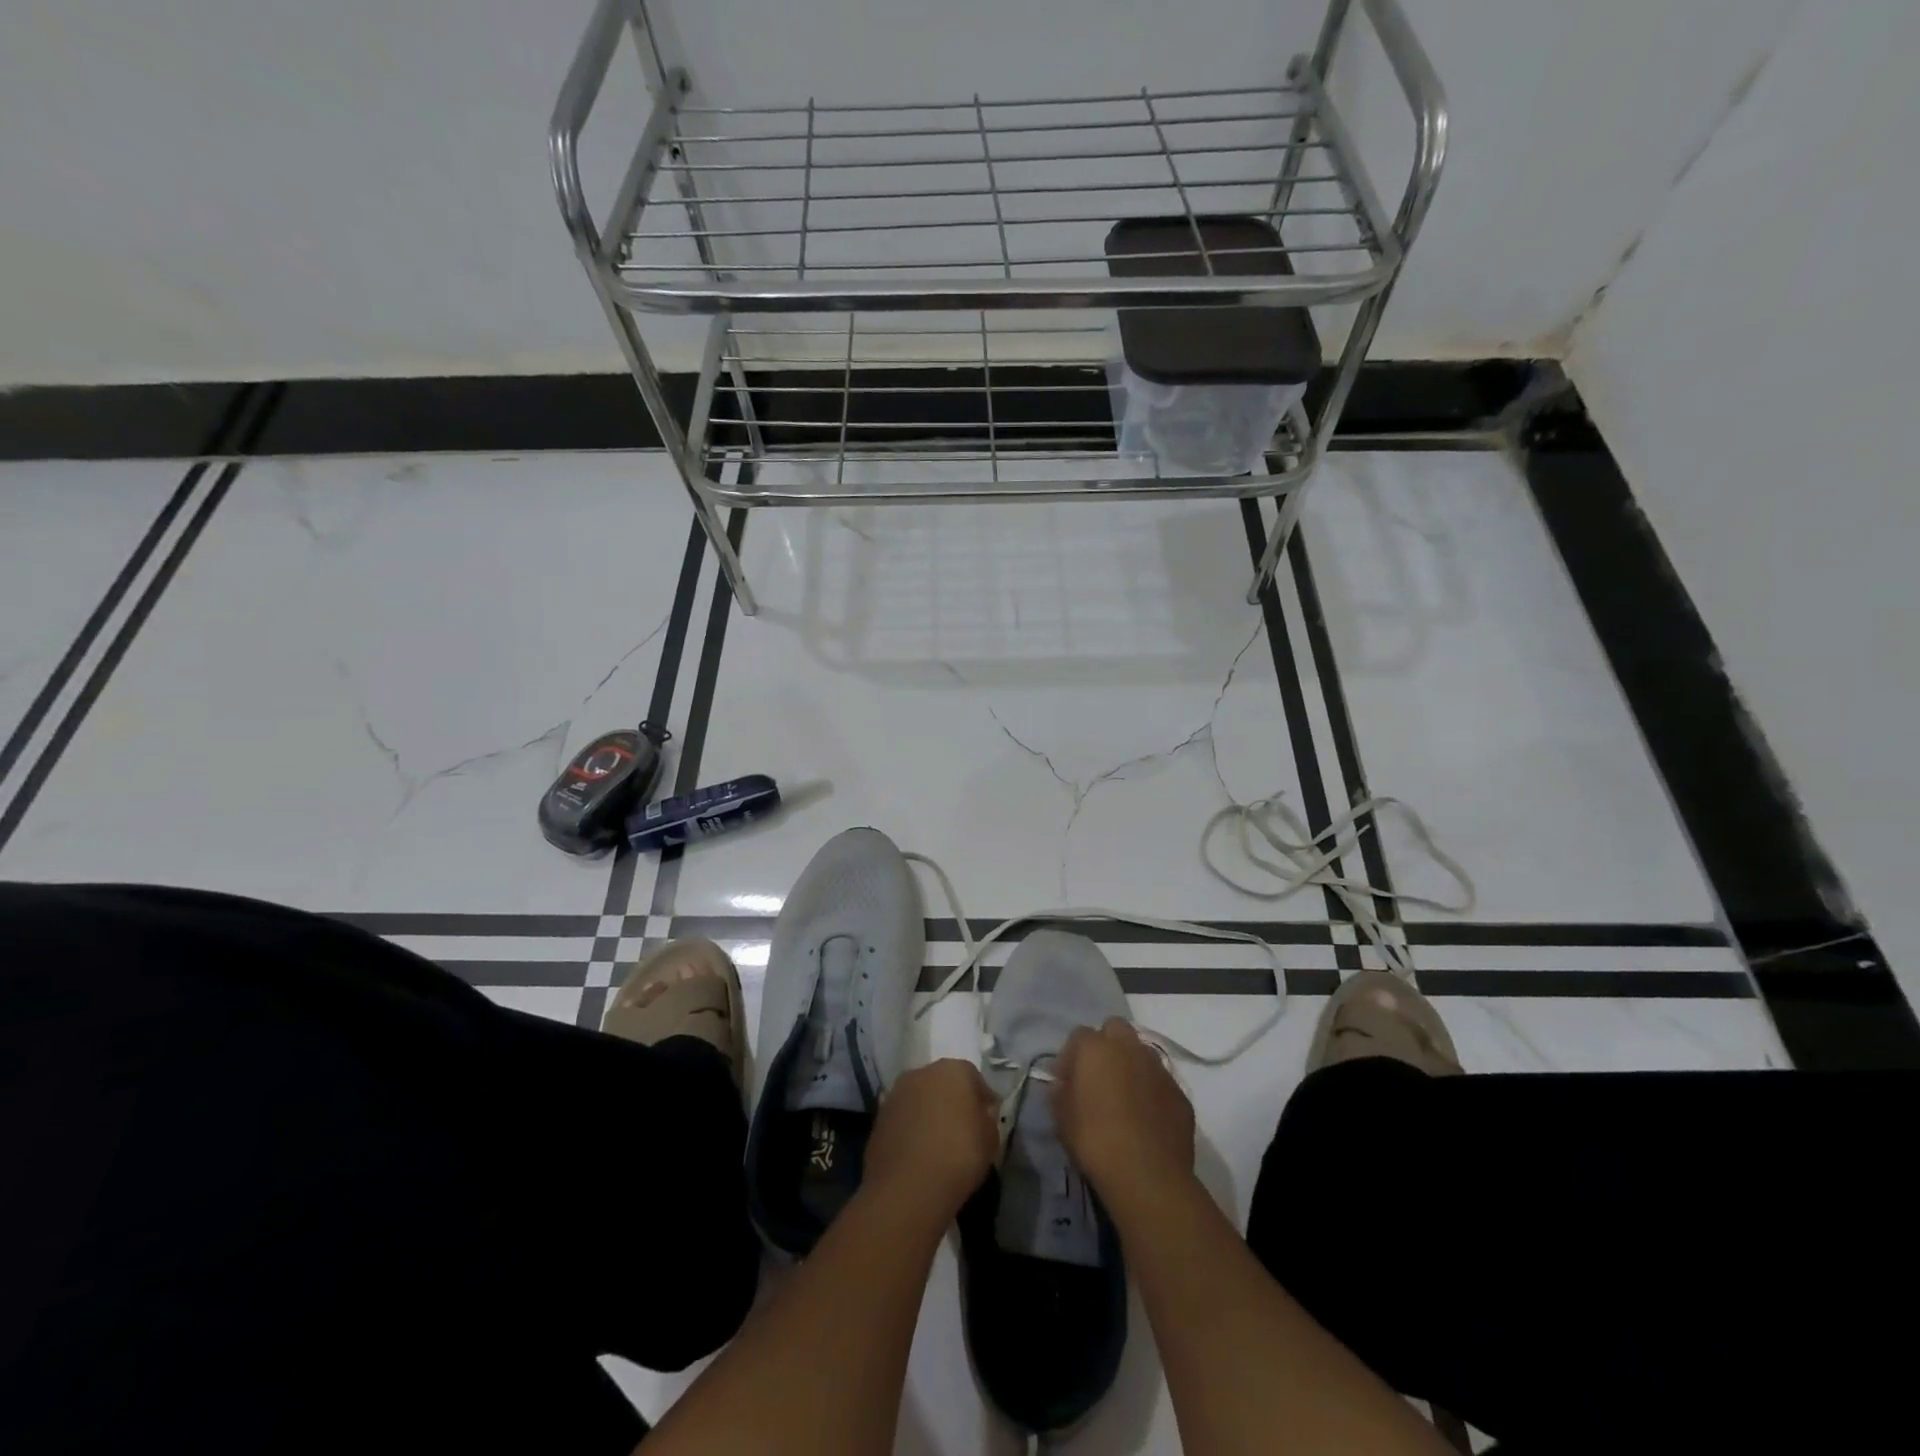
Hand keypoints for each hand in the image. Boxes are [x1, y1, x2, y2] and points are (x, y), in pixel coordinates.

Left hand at [864, 1059, 999, 1223]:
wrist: (906, 1188)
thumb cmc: (958, 1157)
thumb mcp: (990, 1140)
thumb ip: (987, 1119)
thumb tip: (980, 1114)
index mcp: (954, 1069)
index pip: (974, 1078)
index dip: (982, 1100)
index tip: (987, 1120)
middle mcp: (922, 1072)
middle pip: (943, 1083)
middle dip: (952, 1102)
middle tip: (962, 1130)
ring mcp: (896, 1092)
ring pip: (920, 1099)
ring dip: (928, 1113)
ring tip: (937, 1144)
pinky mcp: (879, 1116)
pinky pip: (903, 1118)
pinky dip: (910, 1129)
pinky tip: (917, 1153)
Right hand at [1051, 1019, 1195, 1208]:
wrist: (1148, 1175)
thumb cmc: (1095, 1141)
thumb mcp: (1061, 1117)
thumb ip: (1060, 1090)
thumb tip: (1064, 1082)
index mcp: (1095, 1047)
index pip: (1079, 1035)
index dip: (1072, 1056)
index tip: (1067, 1080)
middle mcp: (1129, 1047)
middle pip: (1116, 1029)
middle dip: (1106, 1045)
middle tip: (1099, 1077)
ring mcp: (1158, 1068)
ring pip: (1142, 1052)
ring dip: (1132, 1065)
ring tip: (1125, 1098)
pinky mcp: (1180, 1092)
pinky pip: (1161, 1081)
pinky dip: (1152, 1091)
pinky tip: (1147, 1117)